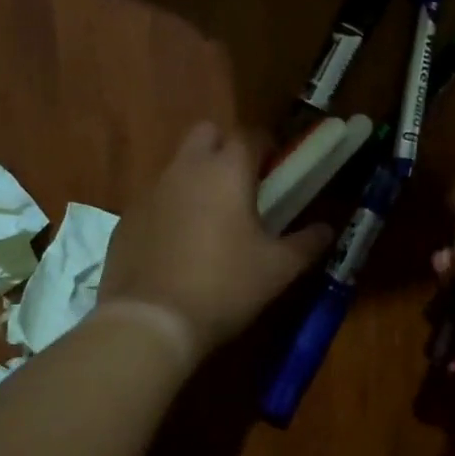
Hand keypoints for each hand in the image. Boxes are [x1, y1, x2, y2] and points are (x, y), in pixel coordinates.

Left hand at [100, 122, 331, 355]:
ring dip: (197, 177)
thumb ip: (306, 243)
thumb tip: (327, 229)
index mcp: (226, 171)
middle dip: (225, 147)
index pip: (250, 135)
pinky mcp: (127, 218)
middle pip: (206, 133)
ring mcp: (150, 191)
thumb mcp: (278, 269)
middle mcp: (186, 169)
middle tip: (242, 184)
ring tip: (212, 219)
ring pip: (178, 165)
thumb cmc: (225, 286)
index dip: (266, 146)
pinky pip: (155, 198)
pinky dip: (171, 208)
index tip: (277, 168)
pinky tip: (179, 245)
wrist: (151, 321)